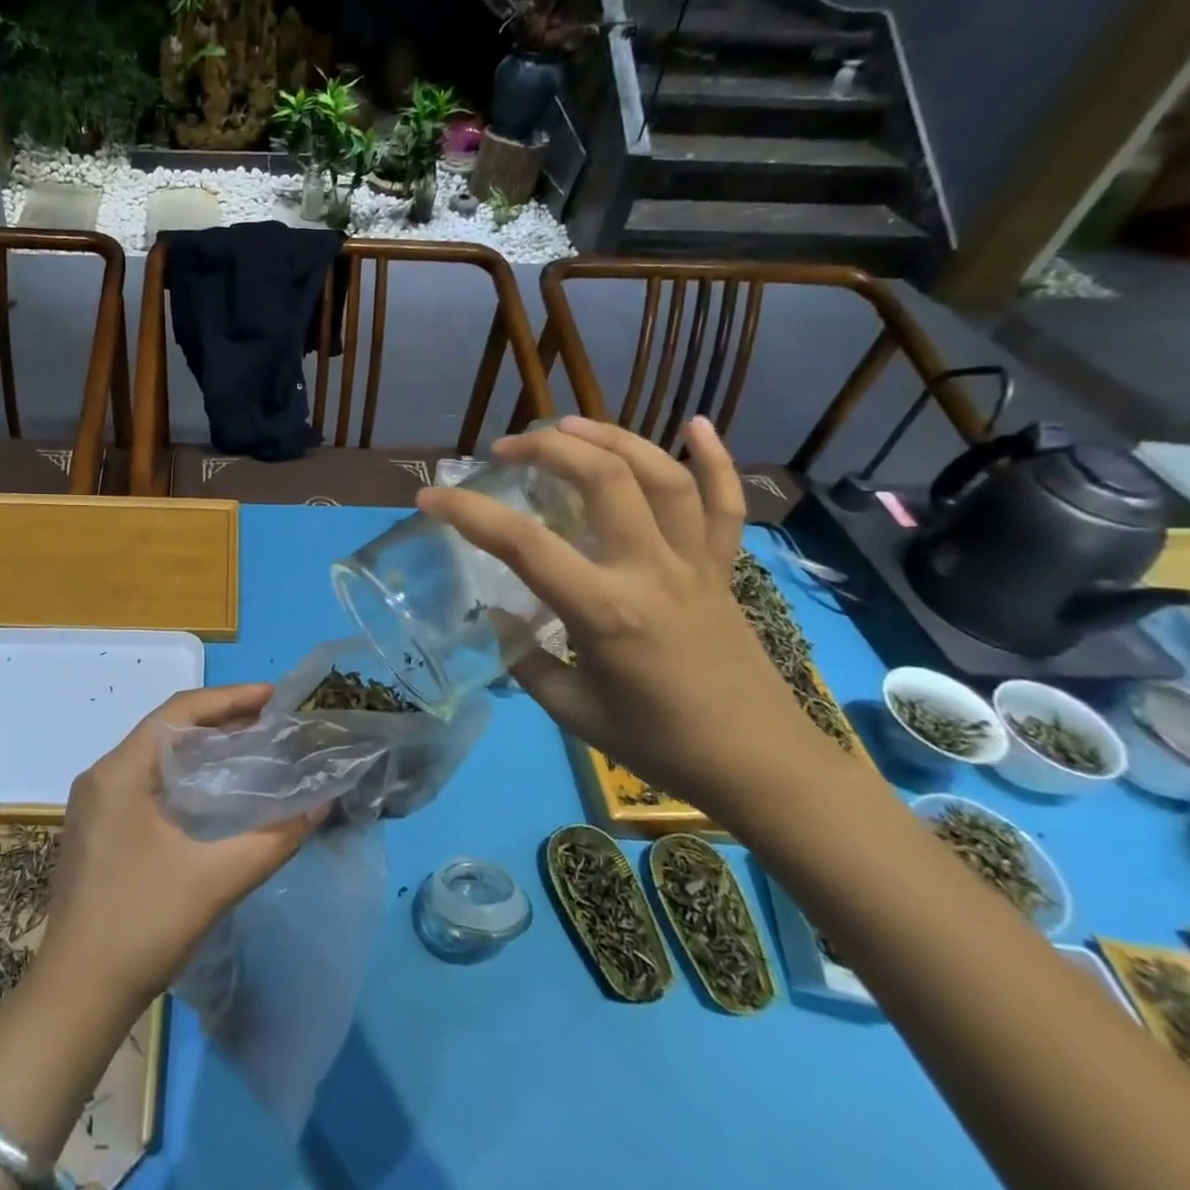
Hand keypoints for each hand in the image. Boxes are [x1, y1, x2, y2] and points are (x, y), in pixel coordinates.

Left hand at [37, 684, 319, 1009]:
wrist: (75, 999)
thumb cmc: (142, 927)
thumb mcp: (216, 880)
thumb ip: (273, 839)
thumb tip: (321, 805)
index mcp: (120, 772)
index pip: (178, 712)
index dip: (229, 698)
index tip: (273, 698)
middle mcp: (101, 776)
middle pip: (166, 728)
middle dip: (220, 719)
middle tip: (270, 721)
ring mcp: (94, 803)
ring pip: (155, 755)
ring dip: (201, 747)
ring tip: (250, 746)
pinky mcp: (97, 828)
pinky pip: (146, 780)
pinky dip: (183, 774)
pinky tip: (214, 790)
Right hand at [418, 416, 830, 807]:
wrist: (760, 766)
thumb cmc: (659, 744)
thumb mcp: (573, 710)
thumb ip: (527, 660)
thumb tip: (497, 619)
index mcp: (604, 611)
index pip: (523, 545)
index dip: (469, 513)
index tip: (429, 498)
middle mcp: (650, 571)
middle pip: (604, 480)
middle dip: (549, 448)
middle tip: (508, 447)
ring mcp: (694, 563)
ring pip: (662, 476)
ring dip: (614, 438)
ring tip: (571, 423)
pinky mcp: (724, 568)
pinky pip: (725, 504)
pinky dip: (715, 458)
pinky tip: (696, 424)